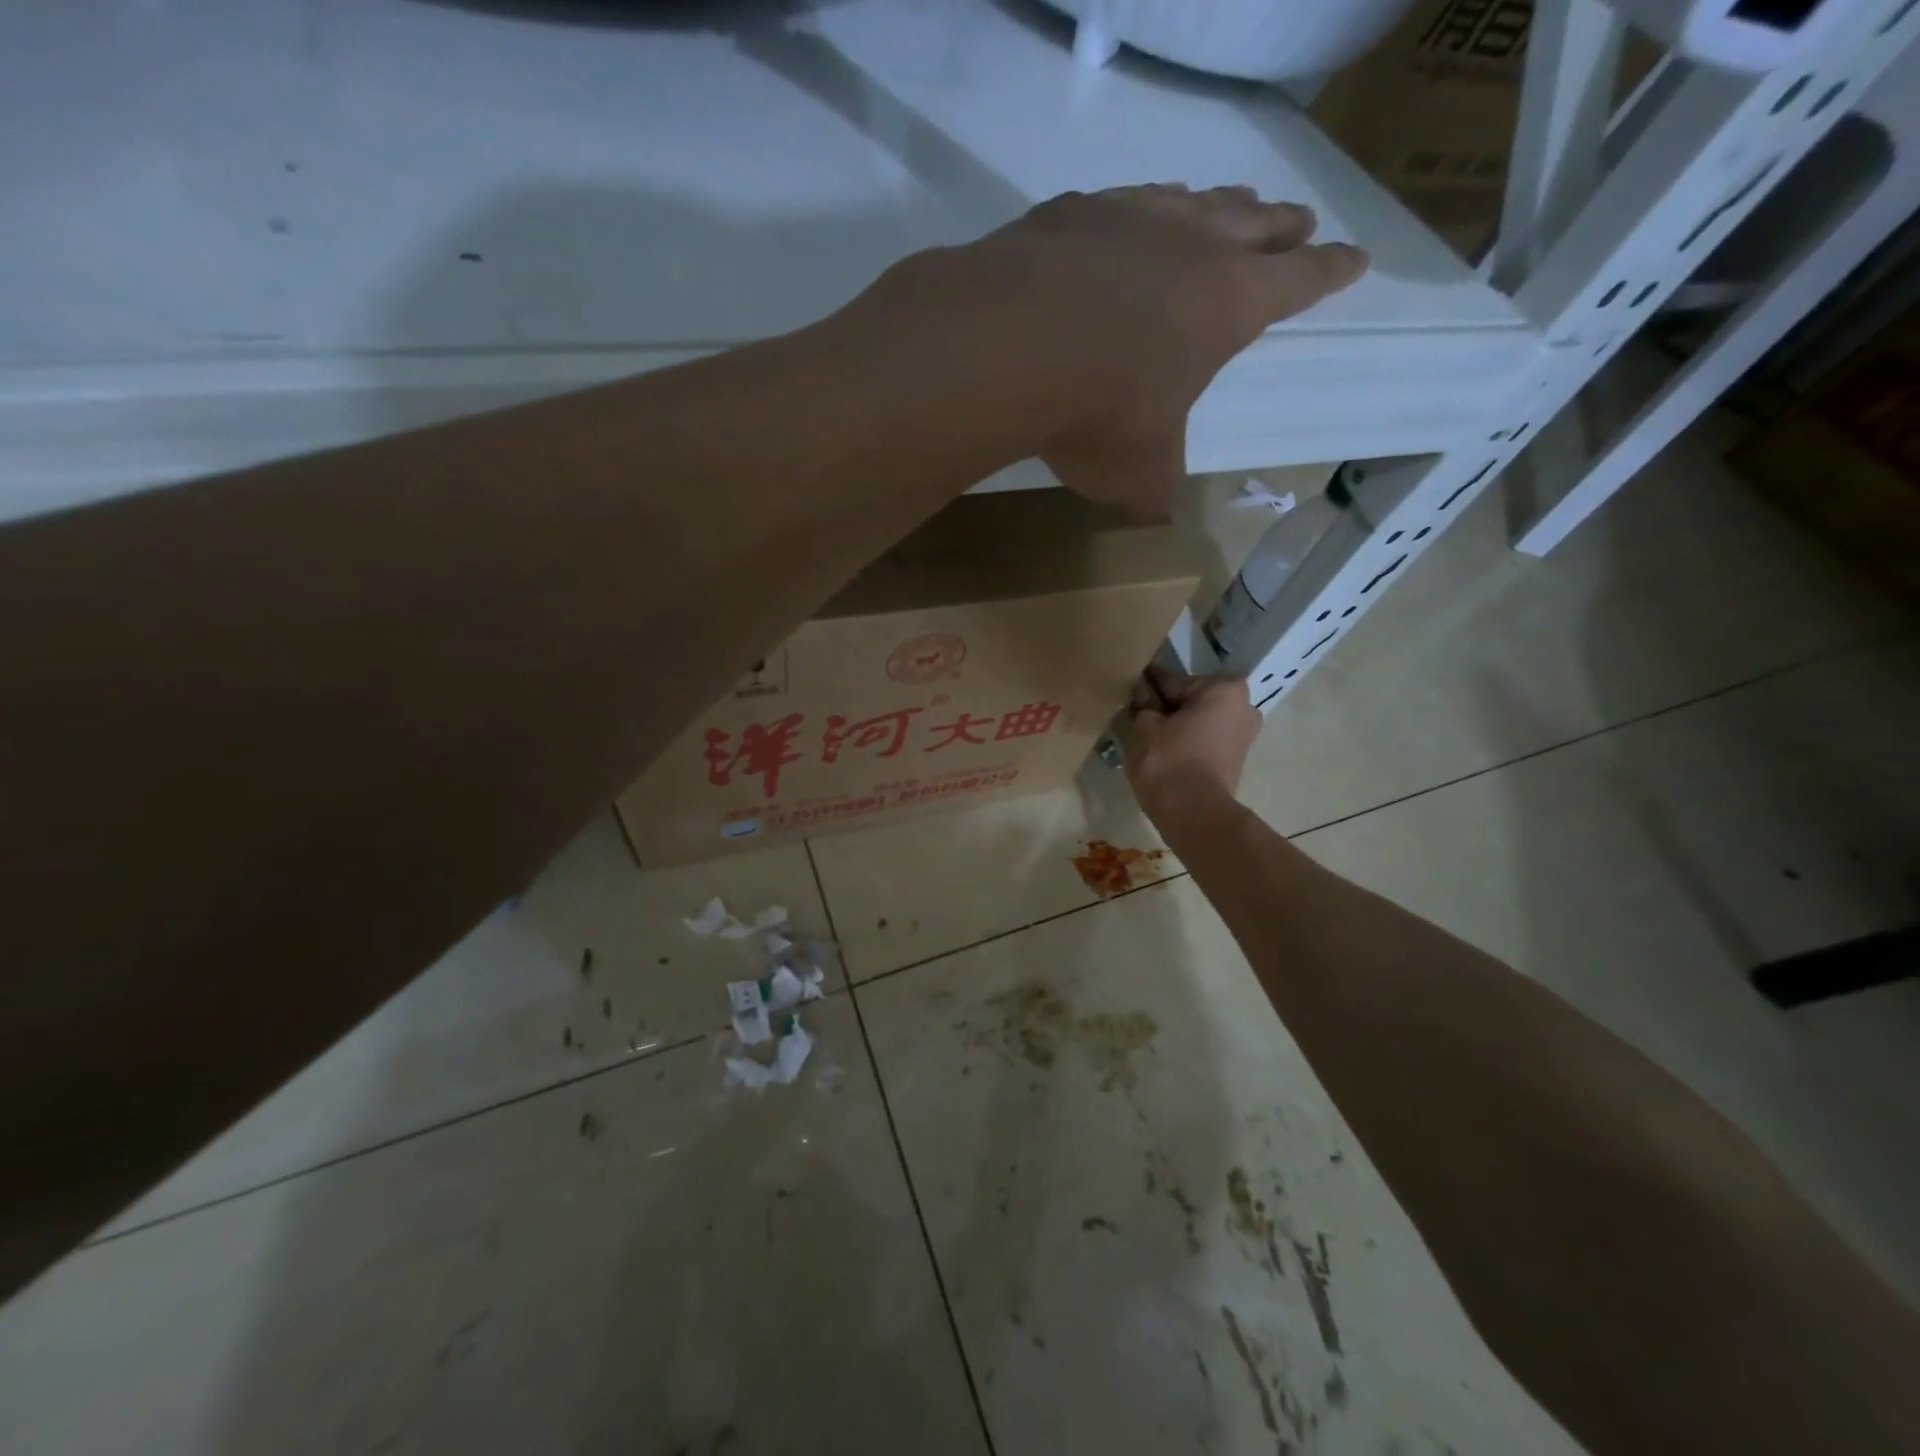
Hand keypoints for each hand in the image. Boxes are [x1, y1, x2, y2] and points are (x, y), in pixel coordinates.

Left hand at [961, 185, 1367, 516]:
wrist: (1008, 347)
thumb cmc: (1097, 413)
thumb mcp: (1138, 471)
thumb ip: (1157, 487)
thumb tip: (1157, 512)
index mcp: (1230, 304)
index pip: (1300, 282)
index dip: (1330, 273)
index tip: (1355, 258)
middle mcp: (1192, 244)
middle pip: (1256, 223)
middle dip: (1282, 227)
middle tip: (1300, 221)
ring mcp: (1131, 216)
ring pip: (1193, 199)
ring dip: (1217, 206)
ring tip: (1228, 208)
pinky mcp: (1072, 211)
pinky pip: (1121, 202)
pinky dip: (1138, 210)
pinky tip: (1126, 219)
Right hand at [1125, 667, 1261, 819]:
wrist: (1194, 815)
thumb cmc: (1169, 762)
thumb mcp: (1145, 726)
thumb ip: (1143, 703)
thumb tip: (1140, 690)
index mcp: (1223, 688)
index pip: (1172, 680)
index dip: (1146, 687)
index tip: (1128, 690)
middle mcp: (1243, 705)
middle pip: (1189, 700)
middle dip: (1165, 707)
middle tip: (1135, 717)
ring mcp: (1244, 734)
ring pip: (1197, 720)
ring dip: (1175, 725)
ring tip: (1146, 737)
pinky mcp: (1237, 758)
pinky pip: (1205, 740)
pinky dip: (1186, 742)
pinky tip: (1163, 751)